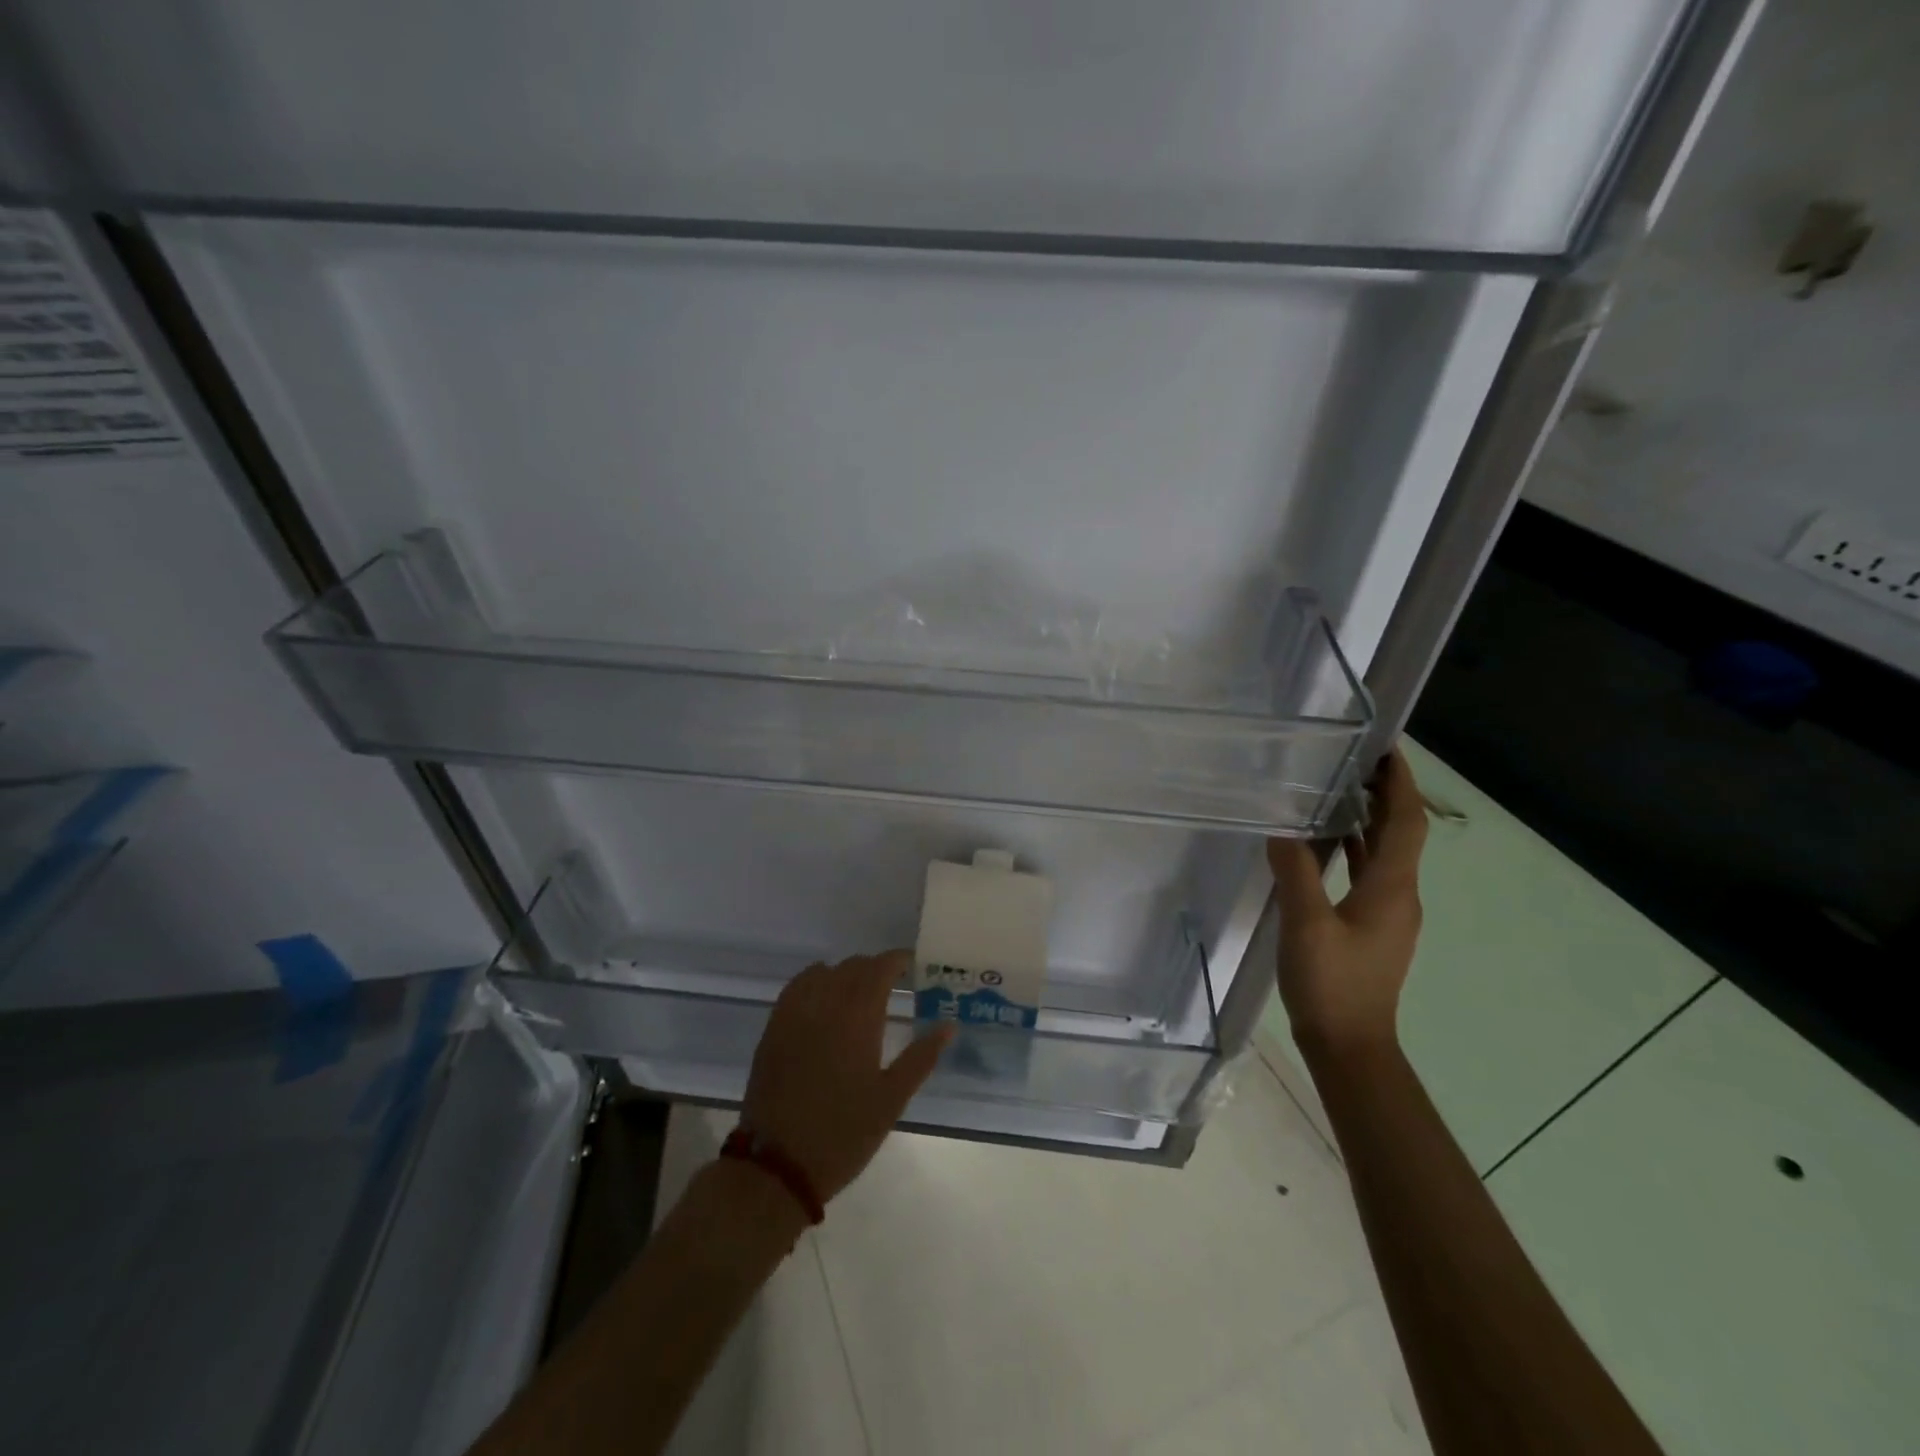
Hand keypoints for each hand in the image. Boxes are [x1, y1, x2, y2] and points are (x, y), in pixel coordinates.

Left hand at [741, 952, 954, 1202]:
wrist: (777, 1165)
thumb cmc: (844, 1133)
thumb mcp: (892, 1100)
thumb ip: (921, 1057)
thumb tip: (949, 1025)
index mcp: (858, 1017)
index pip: (880, 967)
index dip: (897, 959)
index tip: (913, 965)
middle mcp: (826, 1004)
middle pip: (853, 966)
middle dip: (875, 968)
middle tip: (893, 984)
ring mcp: (795, 1014)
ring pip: (824, 972)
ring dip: (846, 974)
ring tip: (859, 992)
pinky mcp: (774, 1028)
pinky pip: (797, 987)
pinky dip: (815, 981)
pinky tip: (824, 999)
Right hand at [1267, 749, 1427, 1058]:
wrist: (1350, 1045)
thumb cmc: (1333, 983)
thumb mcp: (1306, 925)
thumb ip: (1295, 872)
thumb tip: (1282, 828)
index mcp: (1392, 888)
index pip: (1406, 822)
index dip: (1401, 782)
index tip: (1386, 747)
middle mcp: (1400, 895)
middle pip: (1400, 832)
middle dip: (1384, 793)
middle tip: (1353, 759)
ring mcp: (1388, 913)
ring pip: (1385, 853)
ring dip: (1369, 820)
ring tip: (1337, 789)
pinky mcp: (1372, 927)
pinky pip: (1369, 874)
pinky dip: (1354, 849)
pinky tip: (1326, 844)